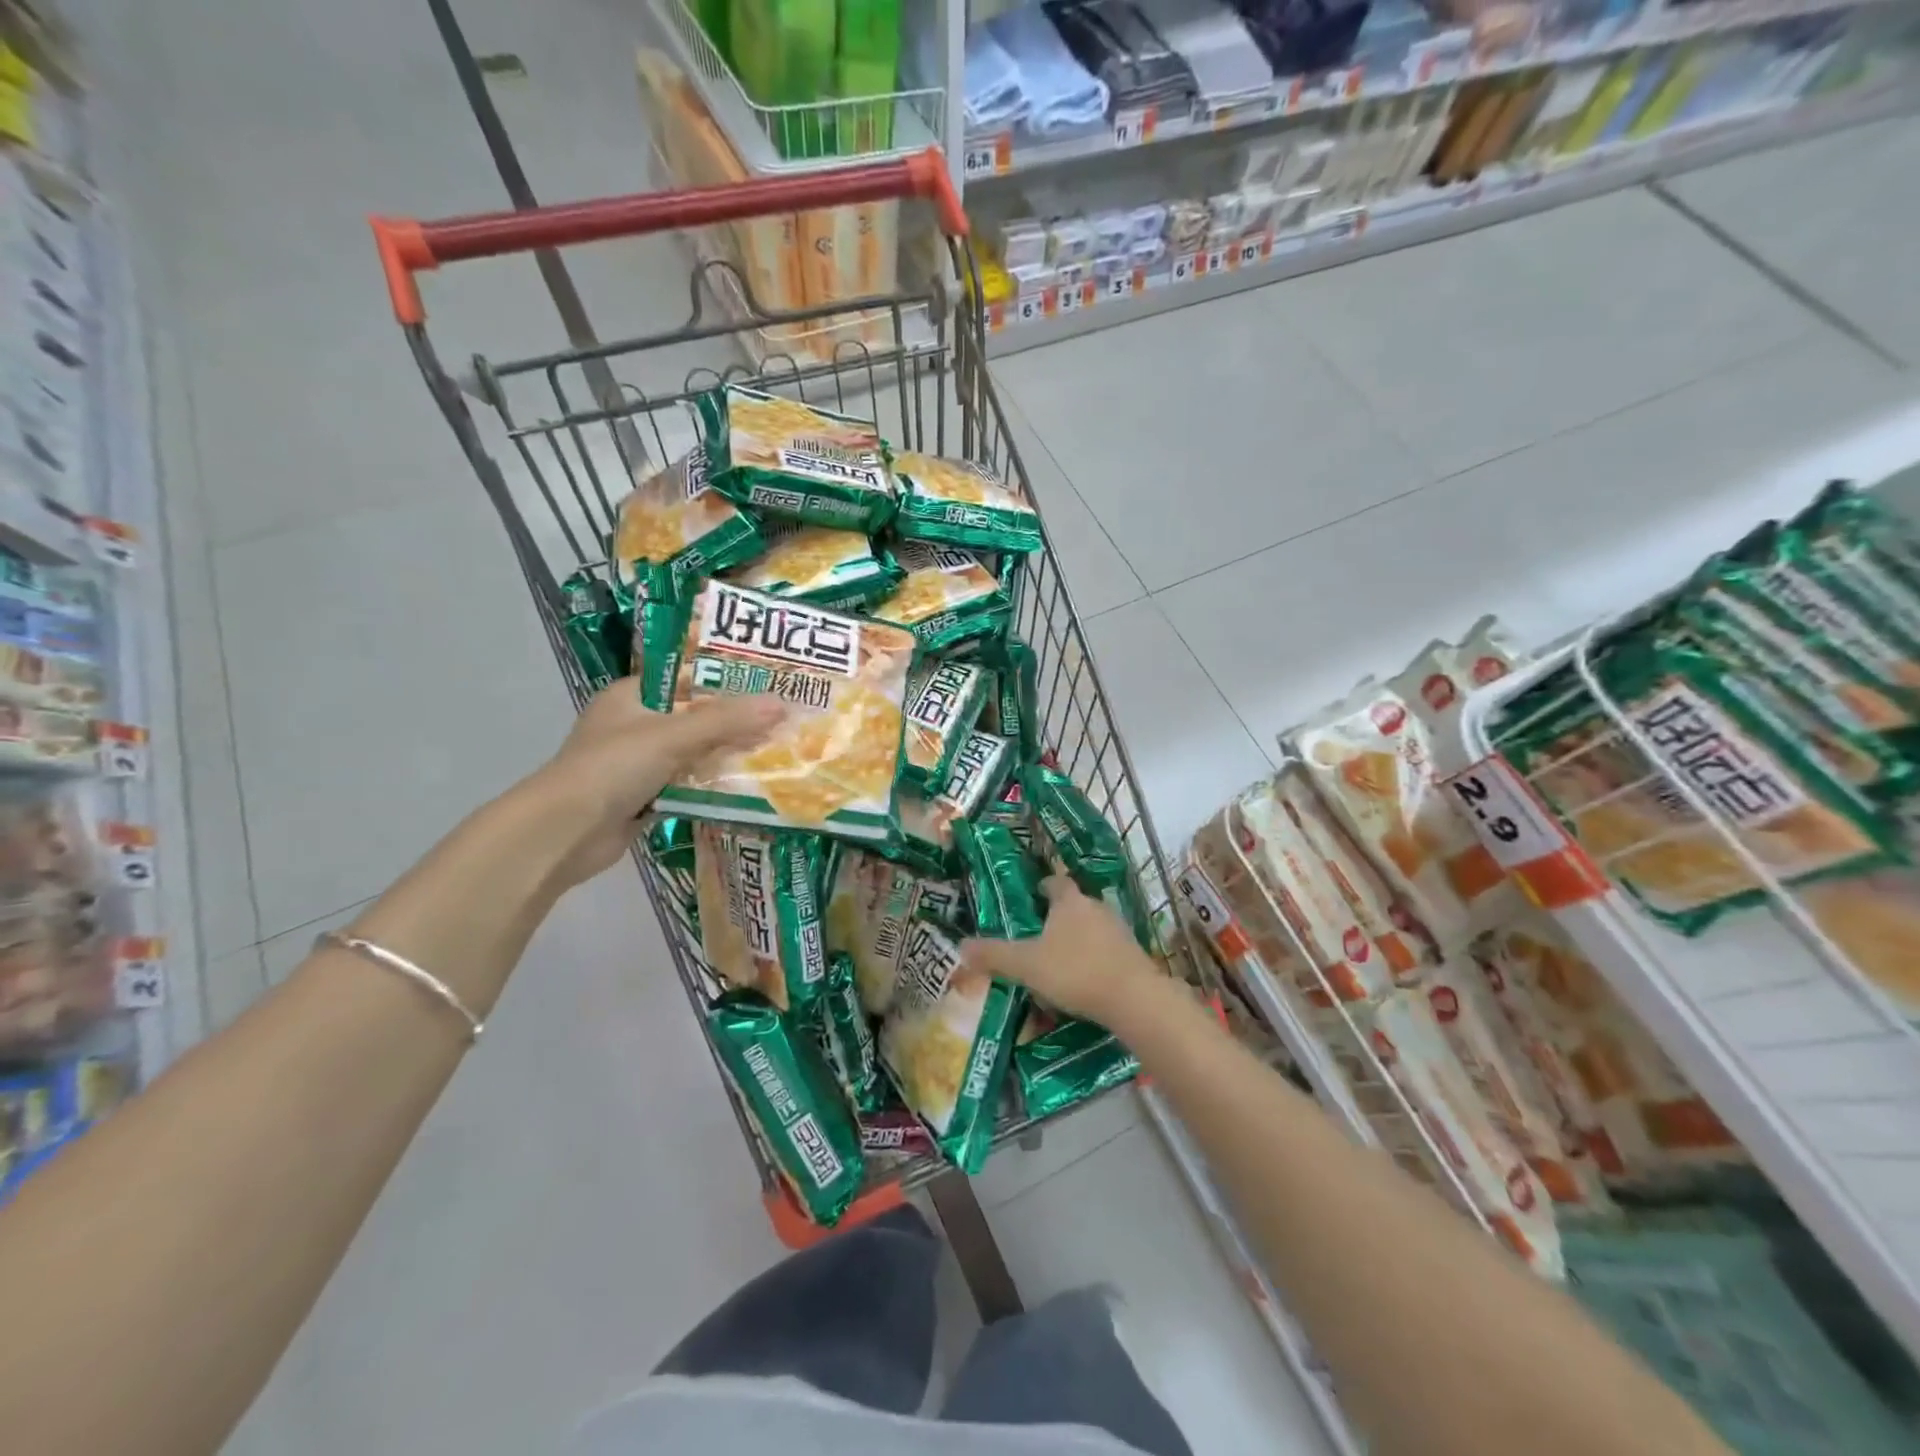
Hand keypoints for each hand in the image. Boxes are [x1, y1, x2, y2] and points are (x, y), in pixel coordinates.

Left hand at [523, 681, 784, 886]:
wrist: (565, 833)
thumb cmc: (613, 767)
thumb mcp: (673, 736)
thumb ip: (727, 721)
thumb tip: (782, 704)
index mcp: (631, 696)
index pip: (686, 679)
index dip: (725, 681)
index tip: (767, 684)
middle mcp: (634, 725)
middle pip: (694, 718)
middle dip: (734, 722)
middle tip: (780, 721)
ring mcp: (637, 764)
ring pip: (693, 753)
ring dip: (726, 756)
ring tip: (774, 751)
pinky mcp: (644, 797)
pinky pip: (687, 785)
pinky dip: (711, 786)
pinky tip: (747, 786)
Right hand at [962, 875, 1166, 1025]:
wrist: (1133, 998)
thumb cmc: (1074, 971)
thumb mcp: (1025, 965)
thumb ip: (994, 955)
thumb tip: (962, 945)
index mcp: (1069, 901)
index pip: (1055, 882)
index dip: (1042, 888)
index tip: (1030, 898)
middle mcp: (1096, 907)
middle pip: (1074, 904)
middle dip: (1057, 917)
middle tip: (1037, 935)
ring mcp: (1118, 930)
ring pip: (1091, 927)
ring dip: (1077, 939)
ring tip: (1058, 961)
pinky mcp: (1133, 954)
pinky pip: (1106, 950)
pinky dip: (1094, 959)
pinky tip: (1083, 980)